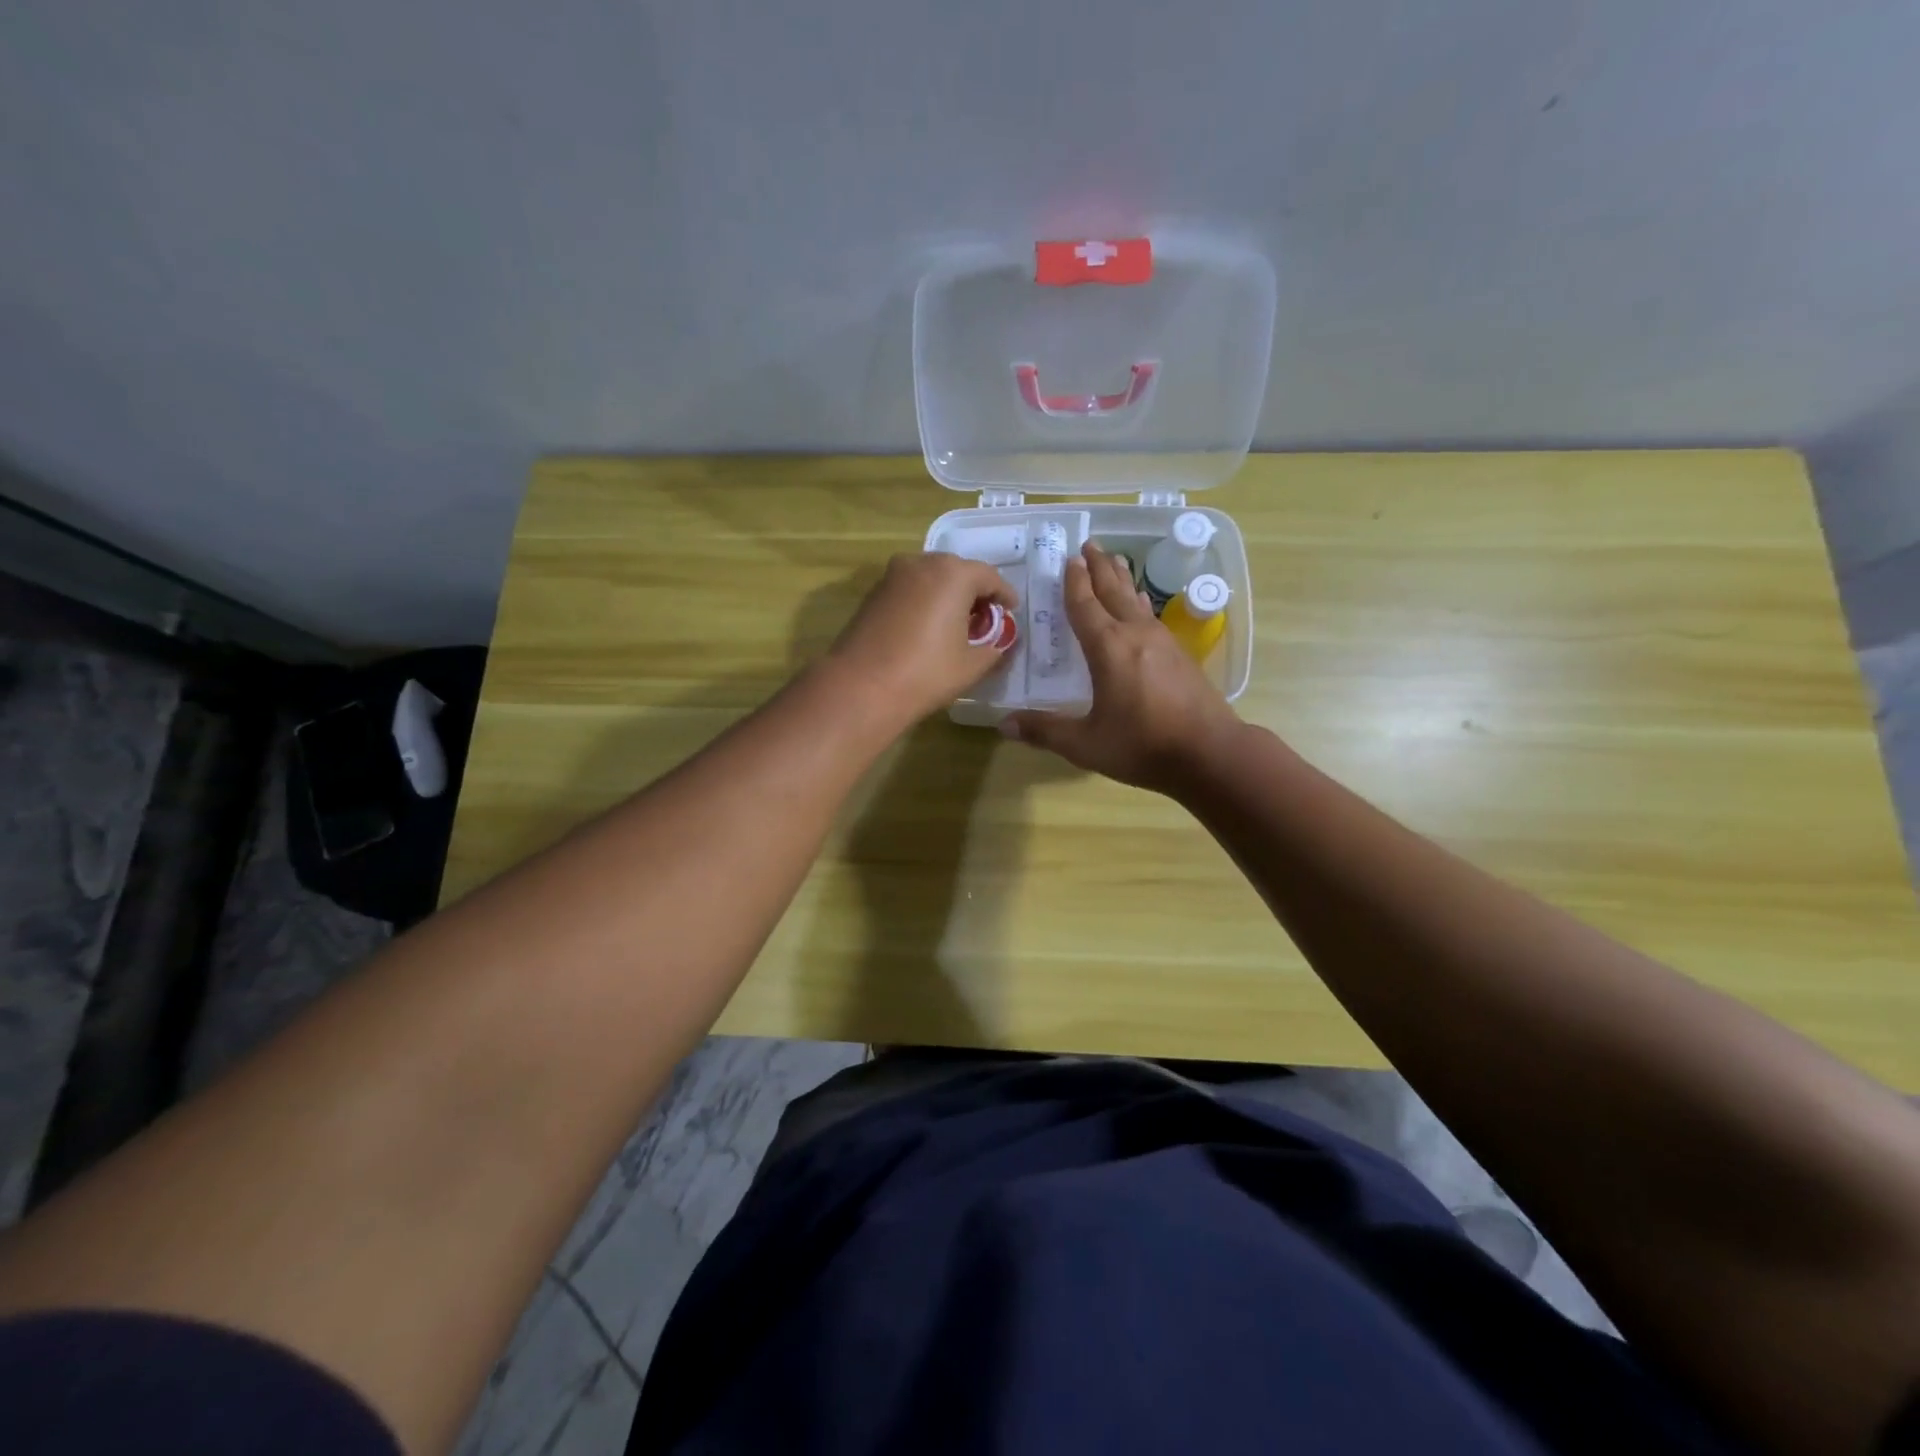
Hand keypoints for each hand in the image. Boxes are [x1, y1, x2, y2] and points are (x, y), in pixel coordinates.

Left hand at [826, 552, 1019, 727]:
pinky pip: (910, 590)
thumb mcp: (972, 665)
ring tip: (956, 625)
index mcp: (953, 574)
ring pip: (931, 578)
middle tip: (985, 620)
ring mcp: (893, 576)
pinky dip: (925, 602)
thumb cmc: (926, 673)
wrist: (861, 687)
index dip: (1004, 596)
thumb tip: (1001, 643)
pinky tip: (927, 628)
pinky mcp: (873, 593)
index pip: (990, 577)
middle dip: (975, 593)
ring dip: (948, 596)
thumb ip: (995, 648)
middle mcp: (922, 563)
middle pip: (958, 572)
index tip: (1011, 612)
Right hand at [1003, 542, 1241, 791]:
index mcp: (1108, 648)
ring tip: (1115, 560)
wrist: (1210, 753)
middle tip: (1090, 544)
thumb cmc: (1142, 746)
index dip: (1074, 583)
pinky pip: (1152, 616)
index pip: (1085, 606)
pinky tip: (1142, 606)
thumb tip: (1003, 724)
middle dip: (1100, 567)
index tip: (1068, 559)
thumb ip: (1044, 731)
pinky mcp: (1180, 655)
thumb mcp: (1085, 744)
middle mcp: (1135, 635)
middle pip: (1114, 591)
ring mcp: (1163, 642)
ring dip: (1122, 579)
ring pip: (1136, 600)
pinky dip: (1139, 602)